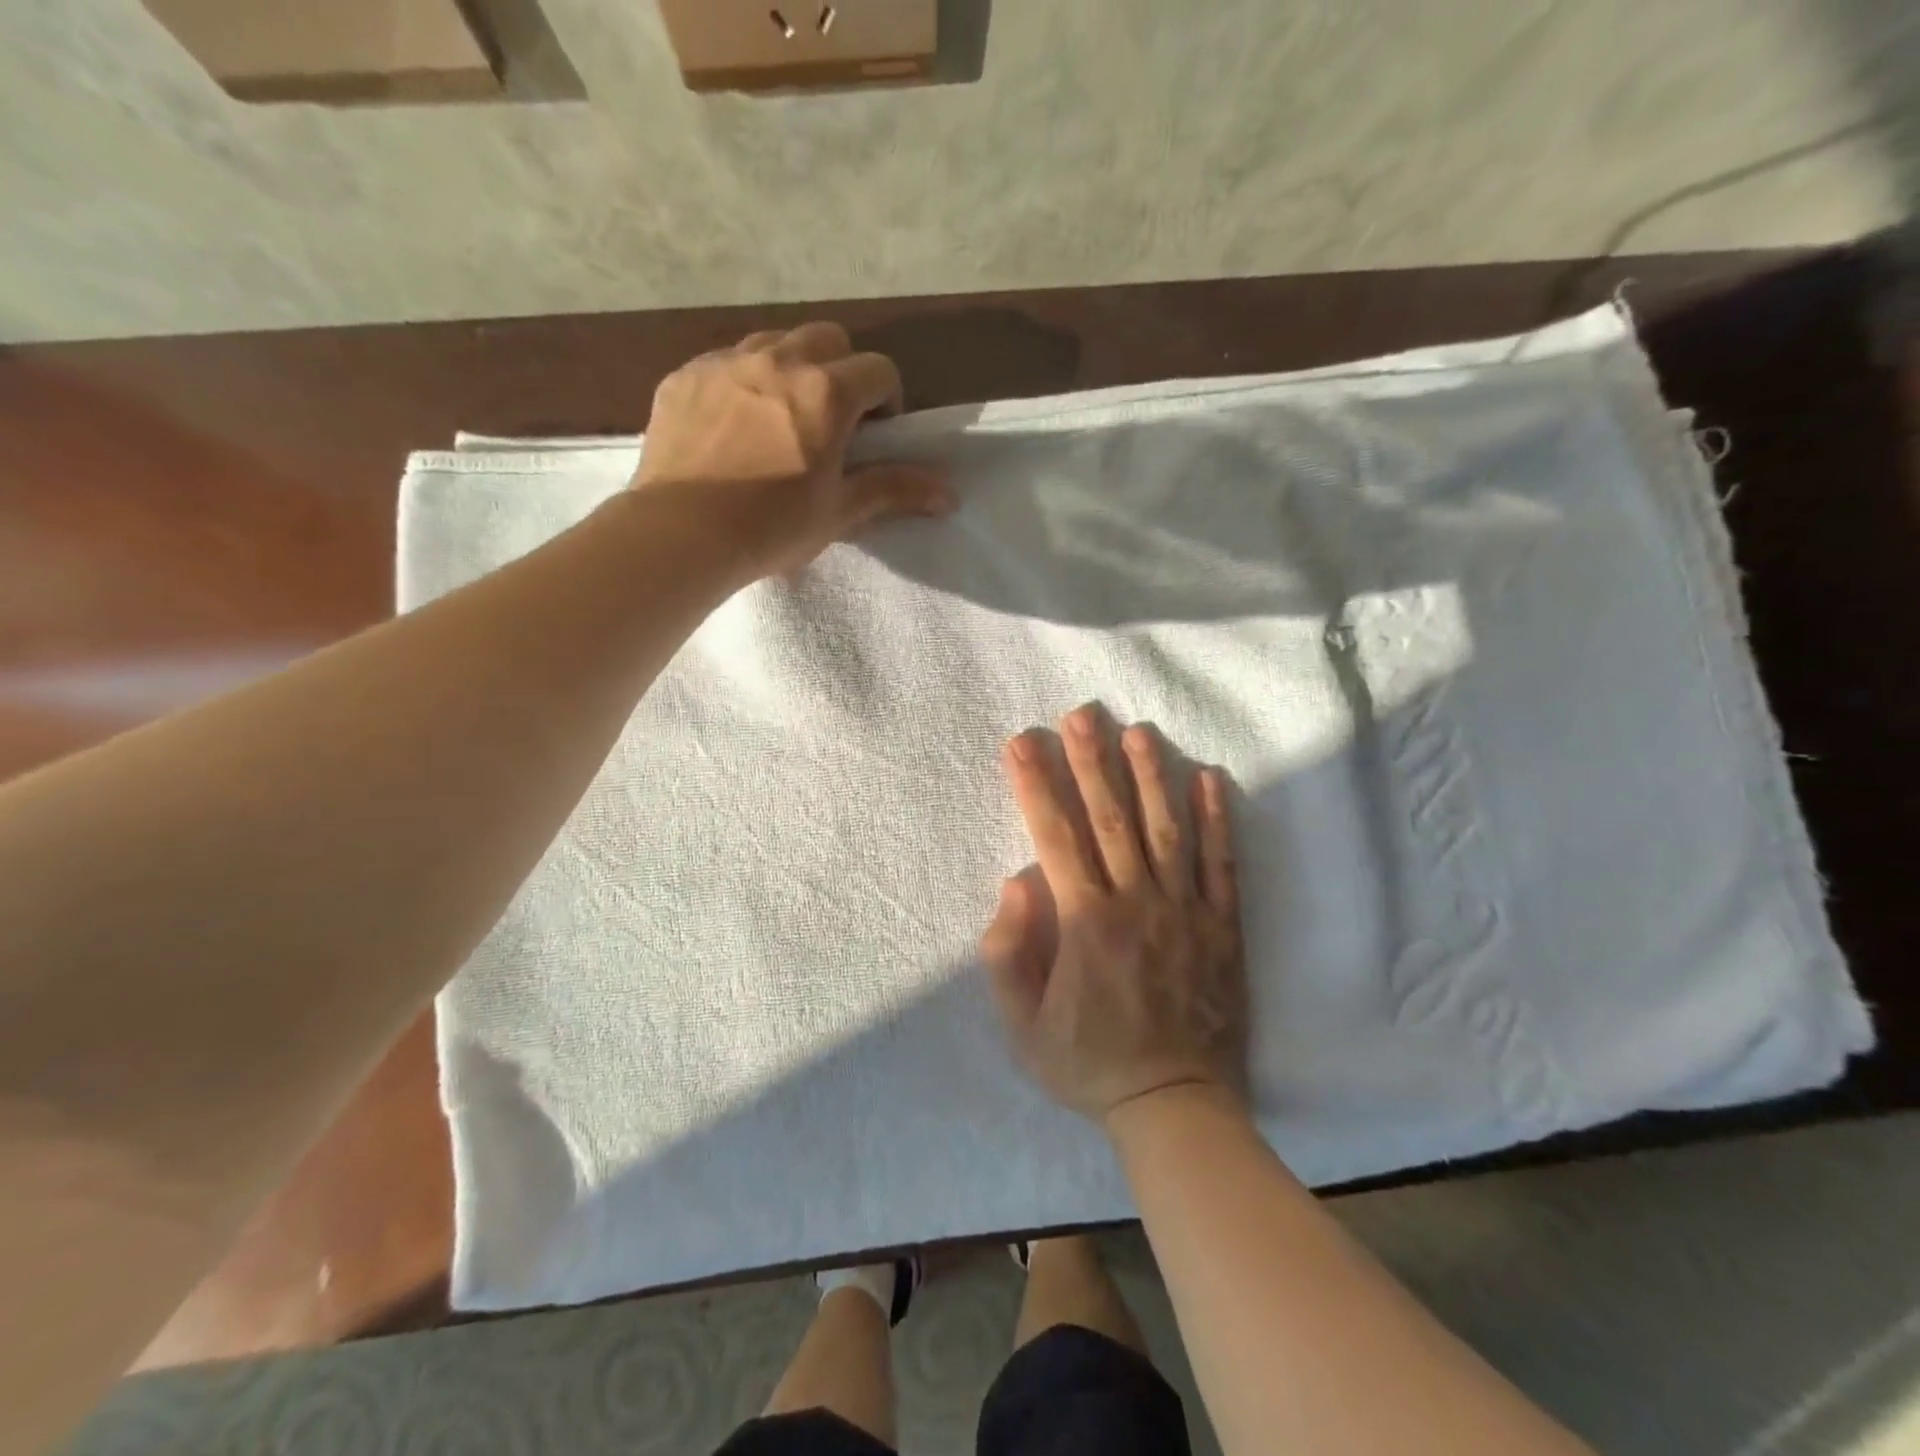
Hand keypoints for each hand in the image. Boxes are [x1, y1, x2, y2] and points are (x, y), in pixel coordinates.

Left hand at [633, 322, 952, 579]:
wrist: (681, 535)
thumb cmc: (771, 527)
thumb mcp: (840, 511)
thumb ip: (895, 490)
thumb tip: (951, 493)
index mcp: (826, 391)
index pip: (879, 370)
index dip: (888, 401)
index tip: (876, 437)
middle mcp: (778, 360)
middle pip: (828, 339)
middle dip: (842, 371)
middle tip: (834, 422)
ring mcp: (725, 362)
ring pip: (775, 342)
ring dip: (793, 369)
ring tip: (783, 420)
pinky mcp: (684, 376)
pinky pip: (726, 362)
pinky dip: (743, 382)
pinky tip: (735, 426)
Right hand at [981, 705, 1249, 1126]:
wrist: (1175, 1105)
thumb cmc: (1090, 1064)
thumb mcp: (1022, 1026)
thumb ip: (1008, 953)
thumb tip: (1016, 881)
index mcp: (1085, 923)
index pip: (1054, 838)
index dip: (1036, 785)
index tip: (1022, 742)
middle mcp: (1136, 903)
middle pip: (1110, 819)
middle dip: (1092, 761)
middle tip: (1082, 714)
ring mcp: (1184, 910)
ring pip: (1166, 828)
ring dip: (1151, 775)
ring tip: (1138, 730)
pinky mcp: (1221, 925)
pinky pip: (1221, 863)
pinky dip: (1217, 819)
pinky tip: (1209, 778)